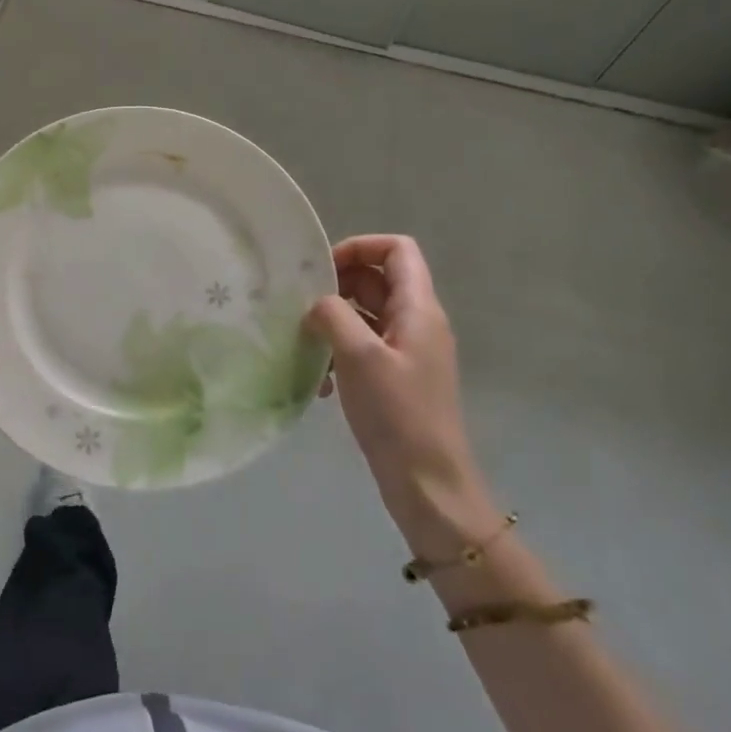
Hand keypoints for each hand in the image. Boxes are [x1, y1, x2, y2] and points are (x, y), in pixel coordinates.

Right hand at [305, 235, 500, 559]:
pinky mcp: (395, 378)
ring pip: (365, 314)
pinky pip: (363, 347)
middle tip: (301, 306)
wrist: (428, 484)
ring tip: (305, 344)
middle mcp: (416, 322)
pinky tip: (319, 383)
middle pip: (376, 279)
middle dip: (336, 286)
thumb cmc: (397, 414)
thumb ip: (333, 315)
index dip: (359, 247)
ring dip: (332, 322)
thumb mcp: (359, 357)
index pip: (397, 249)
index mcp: (418, 309)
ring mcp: (406, 351)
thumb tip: (317, 303)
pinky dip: (338, 353)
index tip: (322, 268)